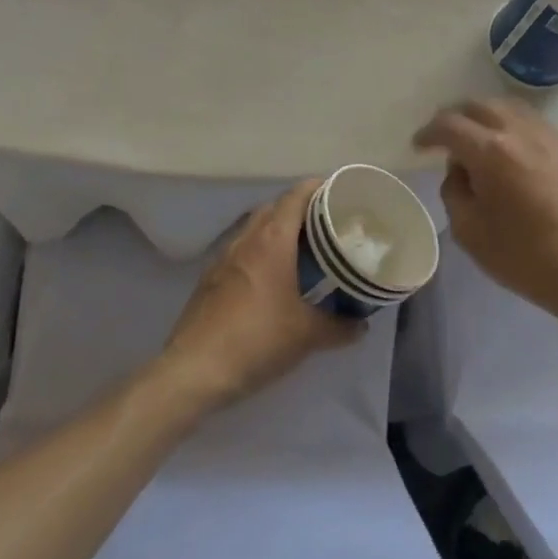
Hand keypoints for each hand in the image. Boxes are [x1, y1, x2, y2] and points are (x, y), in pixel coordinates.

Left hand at [157, 179, 362, 410]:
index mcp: (272, 240)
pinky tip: (272, 276)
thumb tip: (362, 326)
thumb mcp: (307, 336)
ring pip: (255, 228)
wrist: (195, 370)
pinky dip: (260, 251)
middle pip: (275, 207)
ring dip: (278, 230)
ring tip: (303, 248)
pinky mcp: (210, 278)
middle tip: (327, 223)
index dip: (317, 188)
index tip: (339, 192)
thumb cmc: (258, 340)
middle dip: (301, 209)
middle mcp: (246, 239)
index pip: (296, 196)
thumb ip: (339, 327)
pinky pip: (241, 250)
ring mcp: (223, 257)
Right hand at [414, 100, 557, 321]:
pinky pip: (530, 121)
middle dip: (455, 118)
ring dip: (484, 116)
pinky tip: (507, 147)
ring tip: (475, 139)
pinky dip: (510, 124)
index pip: (450, 125)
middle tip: (444, 140)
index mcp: (491, 151)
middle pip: (479, 106)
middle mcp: (519, 132)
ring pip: (508, 107)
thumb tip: (461, 170)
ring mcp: (547, 137)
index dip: (429, 132)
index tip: (418, 145)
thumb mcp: (469, 231)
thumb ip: (455, 191)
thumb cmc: (524, 256)